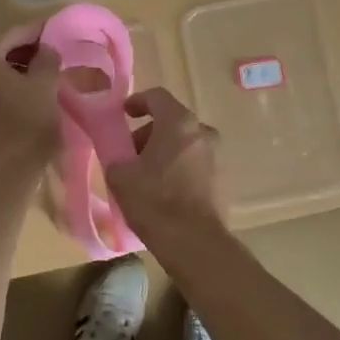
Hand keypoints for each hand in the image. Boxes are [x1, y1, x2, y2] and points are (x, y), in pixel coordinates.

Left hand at [0, 24, 62, 181]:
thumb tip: (46, 48)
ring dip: (10, 71)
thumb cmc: (26, 124)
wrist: (3, 173)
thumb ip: (47, 57)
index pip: (14, 34)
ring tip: (36, 78)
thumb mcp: (45, 86)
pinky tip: (17, 96)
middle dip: (23, 52)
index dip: (38, 33)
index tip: (56, 34)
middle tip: (49, 57)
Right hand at [105, 88, 224, 242]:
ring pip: (185, 144)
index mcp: (179, 123)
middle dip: (148, 134)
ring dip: (164, 153)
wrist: (194, 242)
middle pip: (172, 122)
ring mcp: (218, 156)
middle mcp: (203, 132)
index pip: (157, 97)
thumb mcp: (120, 176)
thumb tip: (121, 158)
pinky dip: (179, 169)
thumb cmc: (154, 201)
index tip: (123, 114)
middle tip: (130, 155)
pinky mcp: (223, 180)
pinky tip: (164, 193)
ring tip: (145, 177)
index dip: (137, 101)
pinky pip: (195, 164)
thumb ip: (116, 156)